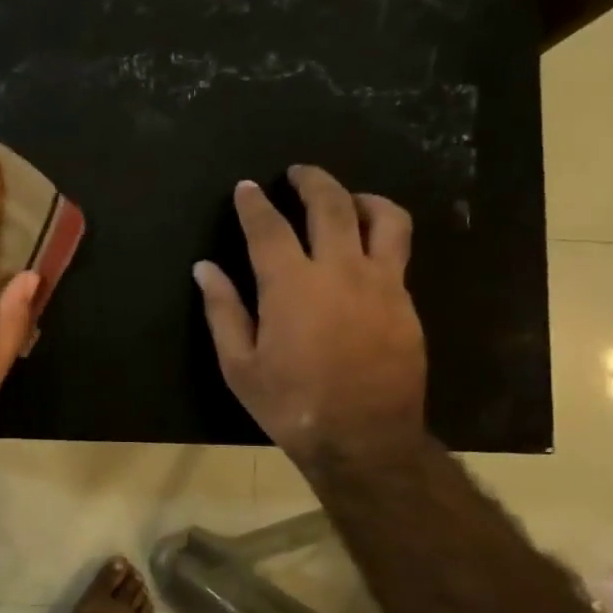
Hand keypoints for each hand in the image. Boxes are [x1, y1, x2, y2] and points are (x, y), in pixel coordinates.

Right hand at [194, 167, 425, 468]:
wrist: (364, 439)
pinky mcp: (406, 303)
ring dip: (361, 198)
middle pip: (331, 205)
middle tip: (297, 173)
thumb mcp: (240, 365)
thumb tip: (205, 269)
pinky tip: (366, 251)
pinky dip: (380, 236)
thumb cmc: (291, 404)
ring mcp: (382, 284)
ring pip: (384, 218)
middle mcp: (340, 271)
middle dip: (312, 180)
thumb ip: (223, 310)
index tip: (245, 188)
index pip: (269, 227)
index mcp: (291, 285)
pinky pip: (398, 253)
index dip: (254, 204)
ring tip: (347, 199)